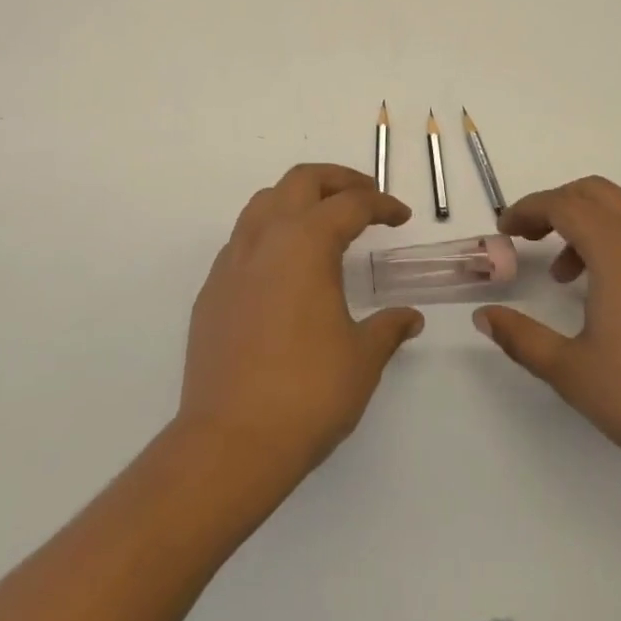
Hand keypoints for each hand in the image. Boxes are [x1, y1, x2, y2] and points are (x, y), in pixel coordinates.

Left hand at [178, 164, 421, 482]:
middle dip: (337, 179)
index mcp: (306, 243)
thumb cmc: (307, 393)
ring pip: (264, 202)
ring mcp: (232, 263)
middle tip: (365, 196)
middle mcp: (266, 239)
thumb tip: (409, 317)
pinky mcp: (211, 290)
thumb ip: (388, 328)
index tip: (401, 216)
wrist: (230, 441)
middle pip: (301, 181)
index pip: (350, 204)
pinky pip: (242, 239)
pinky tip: (283, 267)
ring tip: (322, 220)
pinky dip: (269, 233)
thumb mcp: (362, 359)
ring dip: (297, 198)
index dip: (382, 205)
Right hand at [474, 176, 620, 501]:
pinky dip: (618, 243)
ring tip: (567, 276)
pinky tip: (612, 295)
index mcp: (619, 249)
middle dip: (556, 205)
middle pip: (595, 193)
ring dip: (588, 226)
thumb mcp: (572, 371)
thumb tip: (484, 316)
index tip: (504, 231)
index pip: (563, 204)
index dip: (528, 210)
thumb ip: (521, 338)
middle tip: (529, 237)